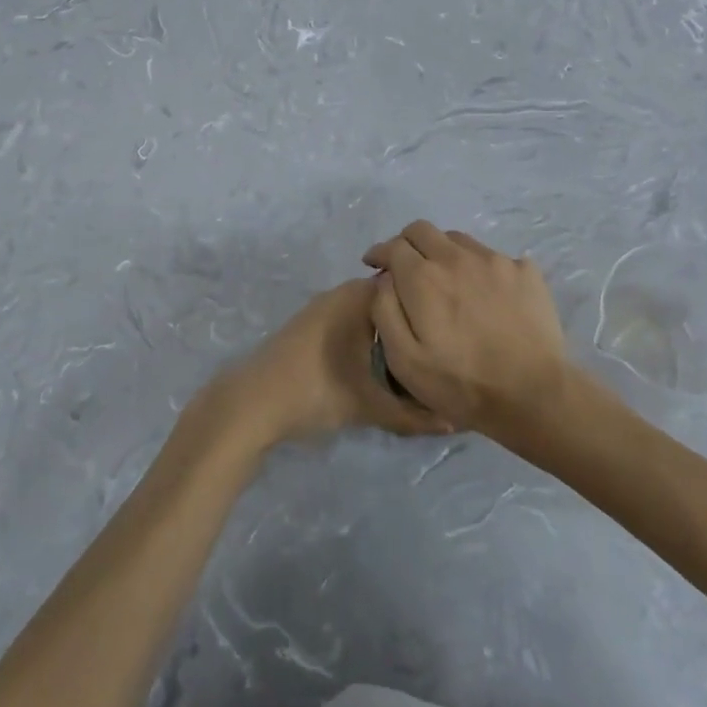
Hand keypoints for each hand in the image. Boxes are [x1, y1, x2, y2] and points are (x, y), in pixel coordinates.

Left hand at [193, 279, 452, 453]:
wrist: (252, 402)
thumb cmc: (316, 392)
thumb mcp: (370, 407)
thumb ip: (413, 414)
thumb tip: (454, 420)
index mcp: (359, 299)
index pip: (407, 286)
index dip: (431, 304)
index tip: (451, 328)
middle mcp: (341, 293)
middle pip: (388, 299)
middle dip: (412, 320)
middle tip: (438, 348)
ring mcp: (321, 307)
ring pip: (366, 311)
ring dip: (387, 330)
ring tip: (414, 357)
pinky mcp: (307, 324)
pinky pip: (348, 320)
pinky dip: (365, 335)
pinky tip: (376, 362)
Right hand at [363, 221, 575, 444]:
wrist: (532, 394)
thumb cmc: (460, 383)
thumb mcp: (404, 359)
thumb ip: (385, 310)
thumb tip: (385, 279)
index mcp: (423, 277)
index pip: (394, 246)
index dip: (380, 254)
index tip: (375, 265)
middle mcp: (457, 257)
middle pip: (422, 230)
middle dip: (407, 244)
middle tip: (406, 267)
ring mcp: (495, 260)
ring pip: (458, 240)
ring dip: (443, 253)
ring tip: (447, 281)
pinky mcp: (525, 271)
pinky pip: (493, 258)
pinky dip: (480, 269)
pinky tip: (485, 295)